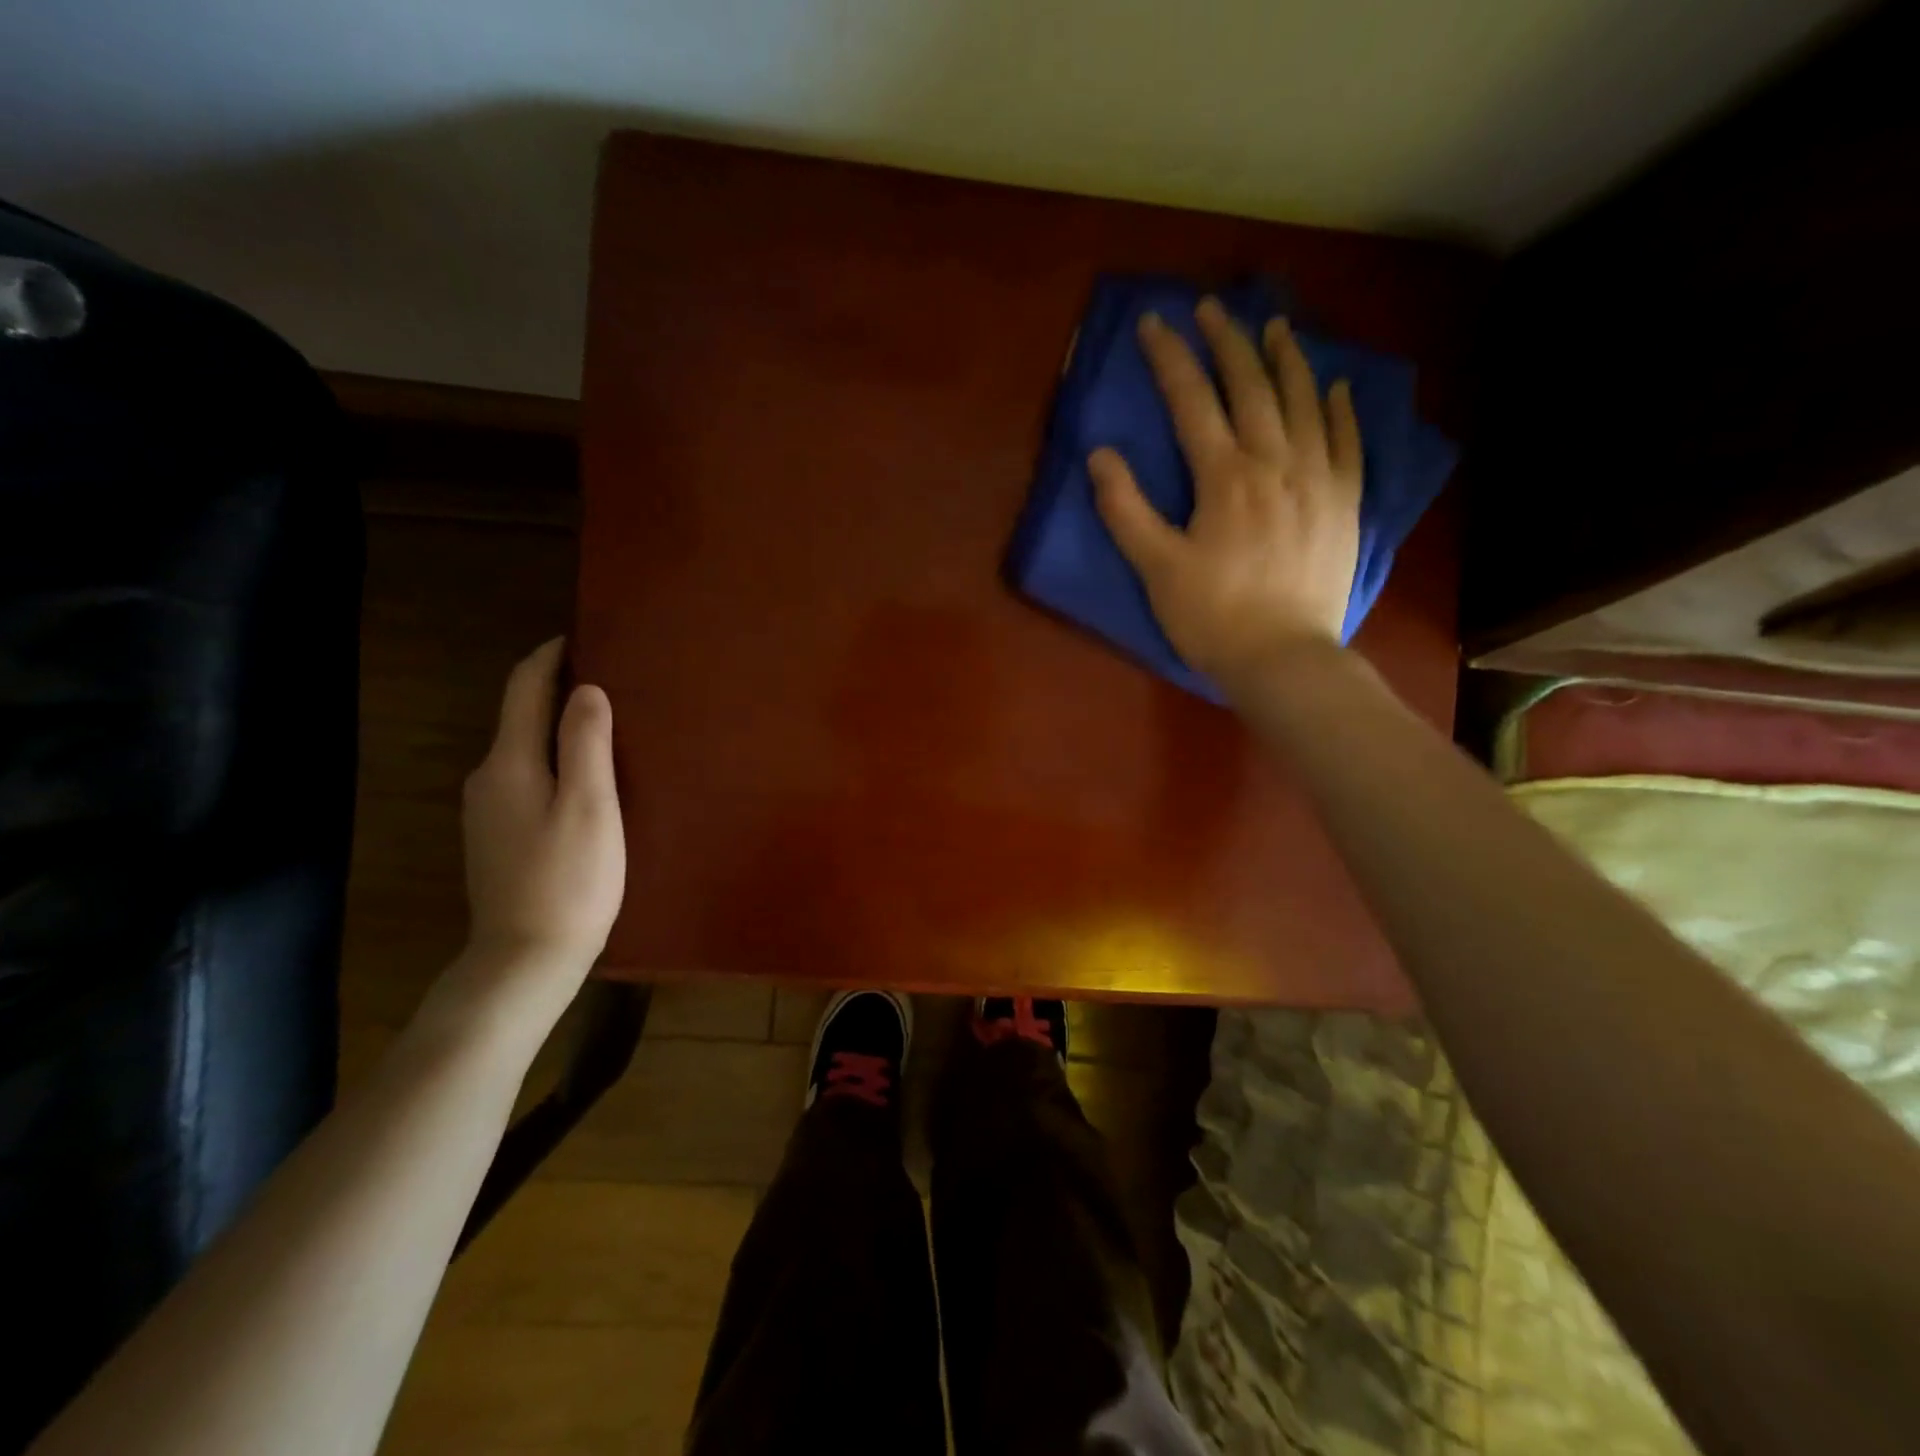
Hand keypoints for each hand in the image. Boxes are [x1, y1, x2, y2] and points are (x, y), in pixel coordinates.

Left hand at [457, 639, 625, 1006]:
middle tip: (611, 681)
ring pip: (526, 750)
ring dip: (559, 728)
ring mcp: (488, 811)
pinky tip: (587, 779)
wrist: (525, 960)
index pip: (523, 689)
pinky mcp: (499, 838)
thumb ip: (586, 742)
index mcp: (509, 763)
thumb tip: (586, 689)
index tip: (582, 637)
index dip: (550, 657)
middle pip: (521, 717)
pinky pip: (528, 779)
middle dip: (559, 690)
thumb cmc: (569, 879)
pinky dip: (556, 762)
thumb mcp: (590, 806)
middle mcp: (488, 778)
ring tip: (607, 726)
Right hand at [1090, 297, 1362, 693]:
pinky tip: (1334, 386)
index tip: (1154, 322)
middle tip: (1212, 308)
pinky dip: (1339, 409)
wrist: (1283, 658)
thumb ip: (1126, 509)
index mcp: (1224, 477)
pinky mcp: (1345, 503)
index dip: (1170, 358)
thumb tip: (1100, 455)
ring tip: (1275, 327)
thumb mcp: (1156, 568)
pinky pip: (1347, 442)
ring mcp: (1317, 479)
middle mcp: (1275, 463)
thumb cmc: (1212, 617)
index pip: (1192, 402)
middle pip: (1251, 387)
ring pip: (1304, 403)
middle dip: (1228, 342)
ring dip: (1286, 360)